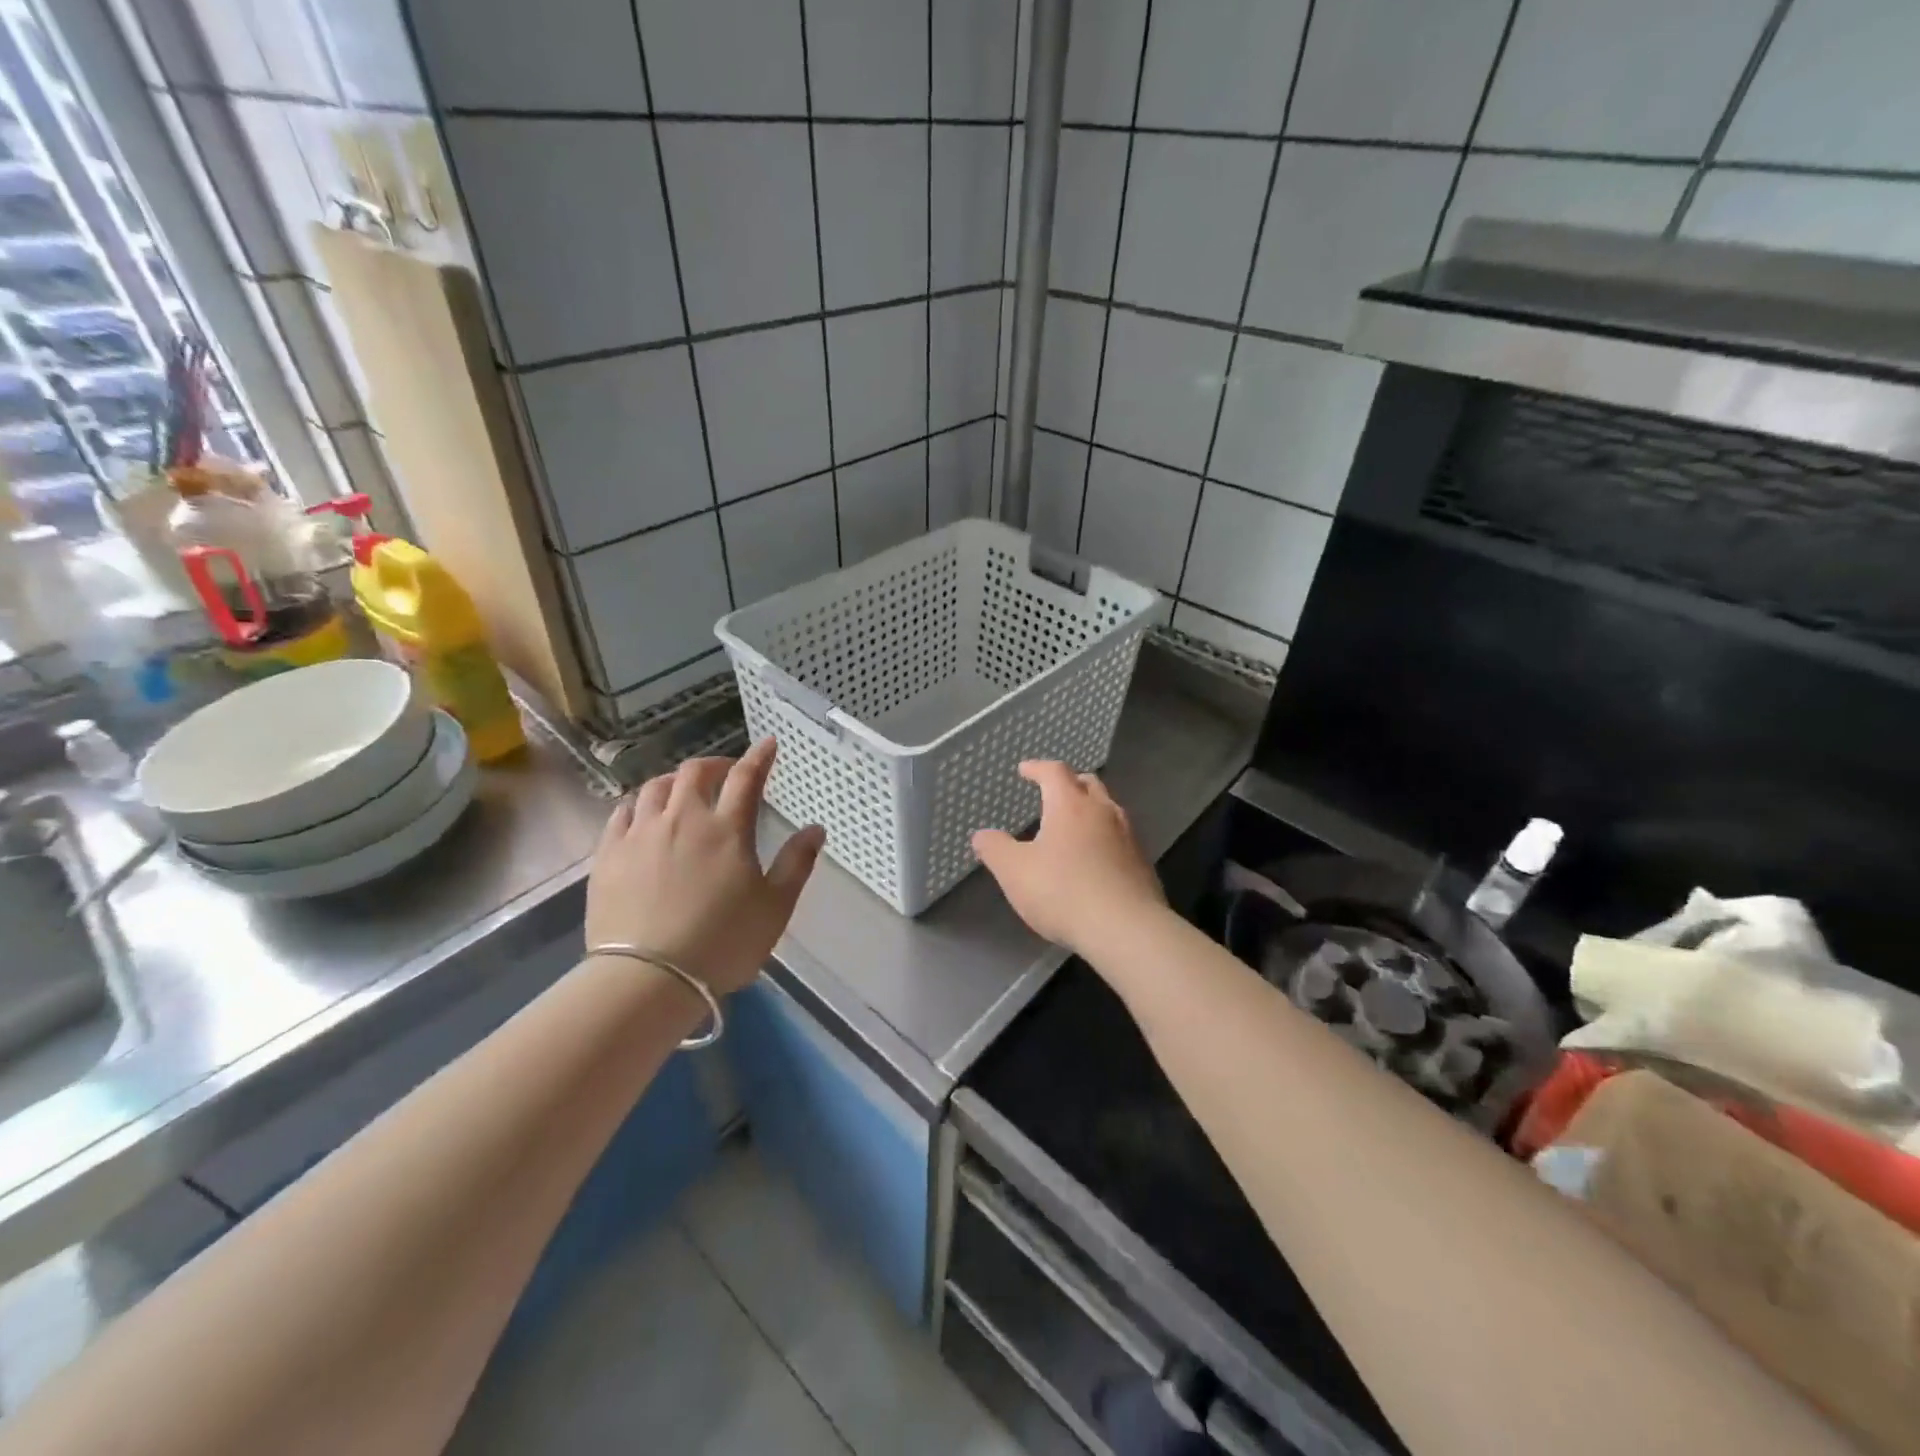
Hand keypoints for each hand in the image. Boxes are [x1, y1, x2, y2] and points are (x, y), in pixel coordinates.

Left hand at [586, 738, 824, 996]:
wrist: (646, 979)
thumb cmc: (722, 943)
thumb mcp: (774, 907)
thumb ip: (797, 863)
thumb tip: (816, 829)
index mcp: (727, 828)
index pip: (746, 777)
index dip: (759, 756)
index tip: (767, 743)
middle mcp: (682, 818)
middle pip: (695, 772)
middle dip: (714, 765)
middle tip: (725, 774)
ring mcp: (640, 833)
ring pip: (655, 787)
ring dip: (674, 782)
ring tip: (683, 792)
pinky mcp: (608, 854)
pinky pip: (621, 812)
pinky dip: (638, 805)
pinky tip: (642, 814)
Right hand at [972, 761, 1164, 956]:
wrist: (1126, 930)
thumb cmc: (1063, 892)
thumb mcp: (1014, 872)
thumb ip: (995, 849)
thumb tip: (981, 835)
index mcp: (1070, 805)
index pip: (1054, 772)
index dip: (1037, 768)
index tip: (1025, 770)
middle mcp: (1103, 812)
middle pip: (1087, 784)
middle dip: (1069, 783)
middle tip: (1053, 791)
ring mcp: (1128, 836)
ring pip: (1108, 809)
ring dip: (1090, 809)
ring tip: (1074, 823)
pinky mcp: (1142, 863)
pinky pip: (1120, 837)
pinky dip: (1104, 836)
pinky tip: (1095, 857)